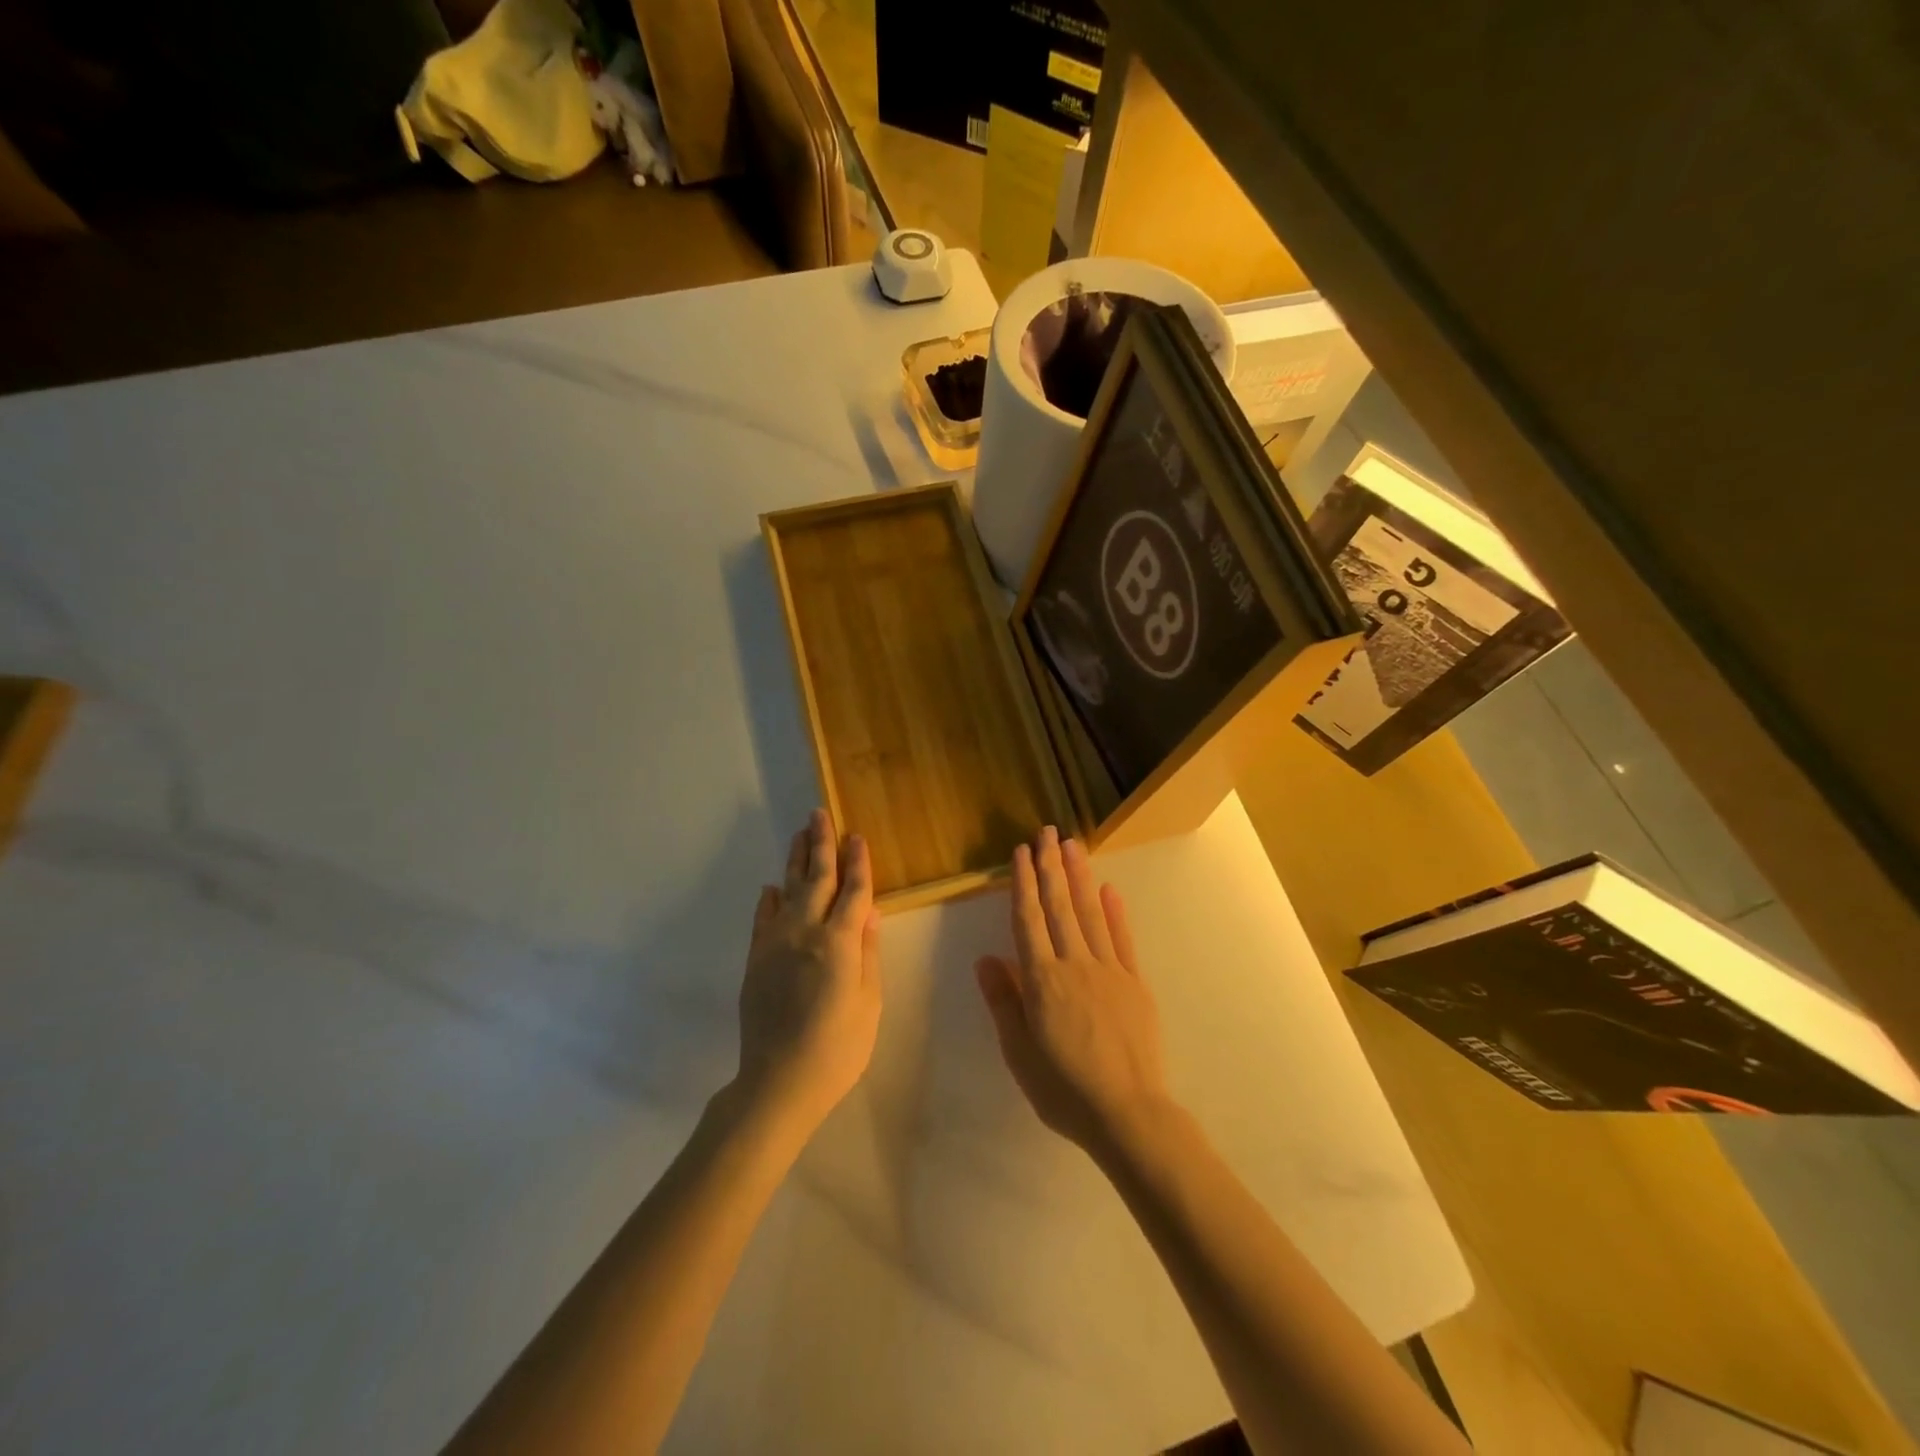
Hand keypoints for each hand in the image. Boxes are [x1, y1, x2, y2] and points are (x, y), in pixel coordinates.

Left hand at [734, 809, 882, 1137]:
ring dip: (796, 860)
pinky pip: (763, 918)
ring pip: (788, 890)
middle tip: (820, 814)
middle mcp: (806, 932)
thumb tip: (870, 912)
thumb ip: (868, 953)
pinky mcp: (756, 959)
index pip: (854, 891)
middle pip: (817, 879)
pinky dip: (769, 899)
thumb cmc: (837, 1048)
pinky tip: (772, 888)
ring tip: (800, 834)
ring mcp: (776, 943)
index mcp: (840, 942)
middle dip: (822, 844)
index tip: (858, 836)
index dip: (858, 862)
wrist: (778, 1081)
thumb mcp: (869, 1003)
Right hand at [975, 826, 1173, 1163]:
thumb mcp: (1019, 1051)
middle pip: (1059, 906)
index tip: (1021, 852)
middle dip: (1051, 866)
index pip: (1029, 920)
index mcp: (1042, 980)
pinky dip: (1116, 912)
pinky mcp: (1134, 983)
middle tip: (1047, 832)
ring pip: (1090, 913)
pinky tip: (1109, 889)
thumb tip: (986, 958)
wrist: (1127, 1113)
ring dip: (1080, 877)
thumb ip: (1004, 1001)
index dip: (1023, 883)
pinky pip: (1122, 939)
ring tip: (1072, 845)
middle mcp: (1074, 964)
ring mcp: (1108, 970)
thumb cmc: (1063, 1088)